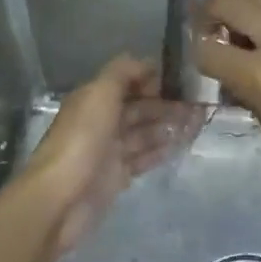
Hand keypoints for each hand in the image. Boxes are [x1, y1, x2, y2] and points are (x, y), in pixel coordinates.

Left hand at [17, 56, 201, 252]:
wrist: (60, 199)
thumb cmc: (81, 140)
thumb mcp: (100, 94)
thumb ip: (122, 72)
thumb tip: (147, 62)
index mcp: (94, 98)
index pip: (128, 81)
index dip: (153, 78)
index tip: (182, 79)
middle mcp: (102, 121)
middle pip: (140, 107)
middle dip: (167, 103)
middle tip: (199, 103)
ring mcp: (110, 150)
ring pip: (145, 132)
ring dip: (169, 125)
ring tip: (198, 122)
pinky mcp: (117, 176)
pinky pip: (144, 157)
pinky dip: (162, 149)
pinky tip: (182, 144)